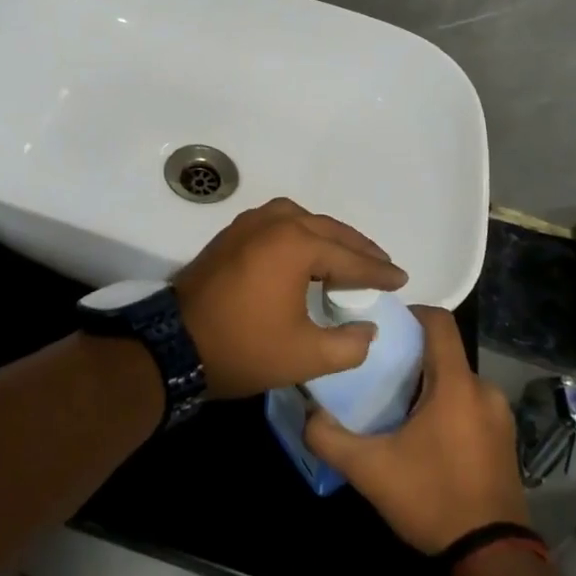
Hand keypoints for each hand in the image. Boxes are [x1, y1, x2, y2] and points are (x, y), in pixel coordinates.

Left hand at [173, 198, 405, 399]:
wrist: (174, 343)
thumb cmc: (244, 347)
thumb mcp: (306, 356)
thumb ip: (349, 344)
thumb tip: (366, 329)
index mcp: (295, 244)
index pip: (349, 257)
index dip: (378, 272)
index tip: (401, 281)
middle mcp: (273, 222)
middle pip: (327, 229)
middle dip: (357, 248)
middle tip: (381, 265)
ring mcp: (247, 224)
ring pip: (300, 220)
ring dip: (327, 236)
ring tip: (348, 257)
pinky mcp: (230, 235)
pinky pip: (277, 224)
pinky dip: (299, 234)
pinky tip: (306, 254)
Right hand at [304, 307, 526, 553]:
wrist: (492, 560)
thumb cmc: (432, 500)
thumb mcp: (370, 471)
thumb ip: (330, 438)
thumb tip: (308, 414)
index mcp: (456, 385)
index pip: (440, 322)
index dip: (411, 312)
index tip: (382, 324)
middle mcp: (483, 391)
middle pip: (444, 353)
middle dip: (411, 356)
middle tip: (377, 371)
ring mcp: (499, 417)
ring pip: (456, 381)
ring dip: (428, 385)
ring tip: (395, 404)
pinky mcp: (504, 440)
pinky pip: (470, 405)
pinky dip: (446, 407)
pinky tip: (423, 435)